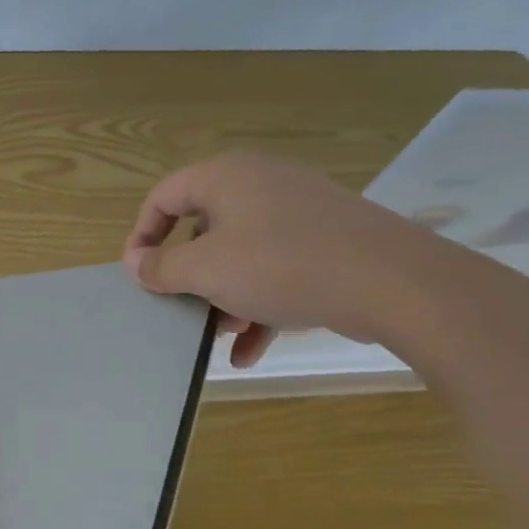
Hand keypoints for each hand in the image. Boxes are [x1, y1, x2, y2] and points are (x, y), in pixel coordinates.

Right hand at [123, 151, 440, 364]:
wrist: (394, 281)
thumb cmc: (281, 265)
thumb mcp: (206, 270)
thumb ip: (162, 267)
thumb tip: (134, 263)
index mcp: (225, 177)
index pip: (164, 197)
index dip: (143, 236)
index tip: (138, 276)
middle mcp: (259, 184)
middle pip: (203, 228)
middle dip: (190, 277)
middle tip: (183, 309)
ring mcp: (298, 212)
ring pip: (241, 254)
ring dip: (224, 297)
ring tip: (223, 335)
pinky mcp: (326, 240)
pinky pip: (277, 269)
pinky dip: (260, 305)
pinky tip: (252, 351)